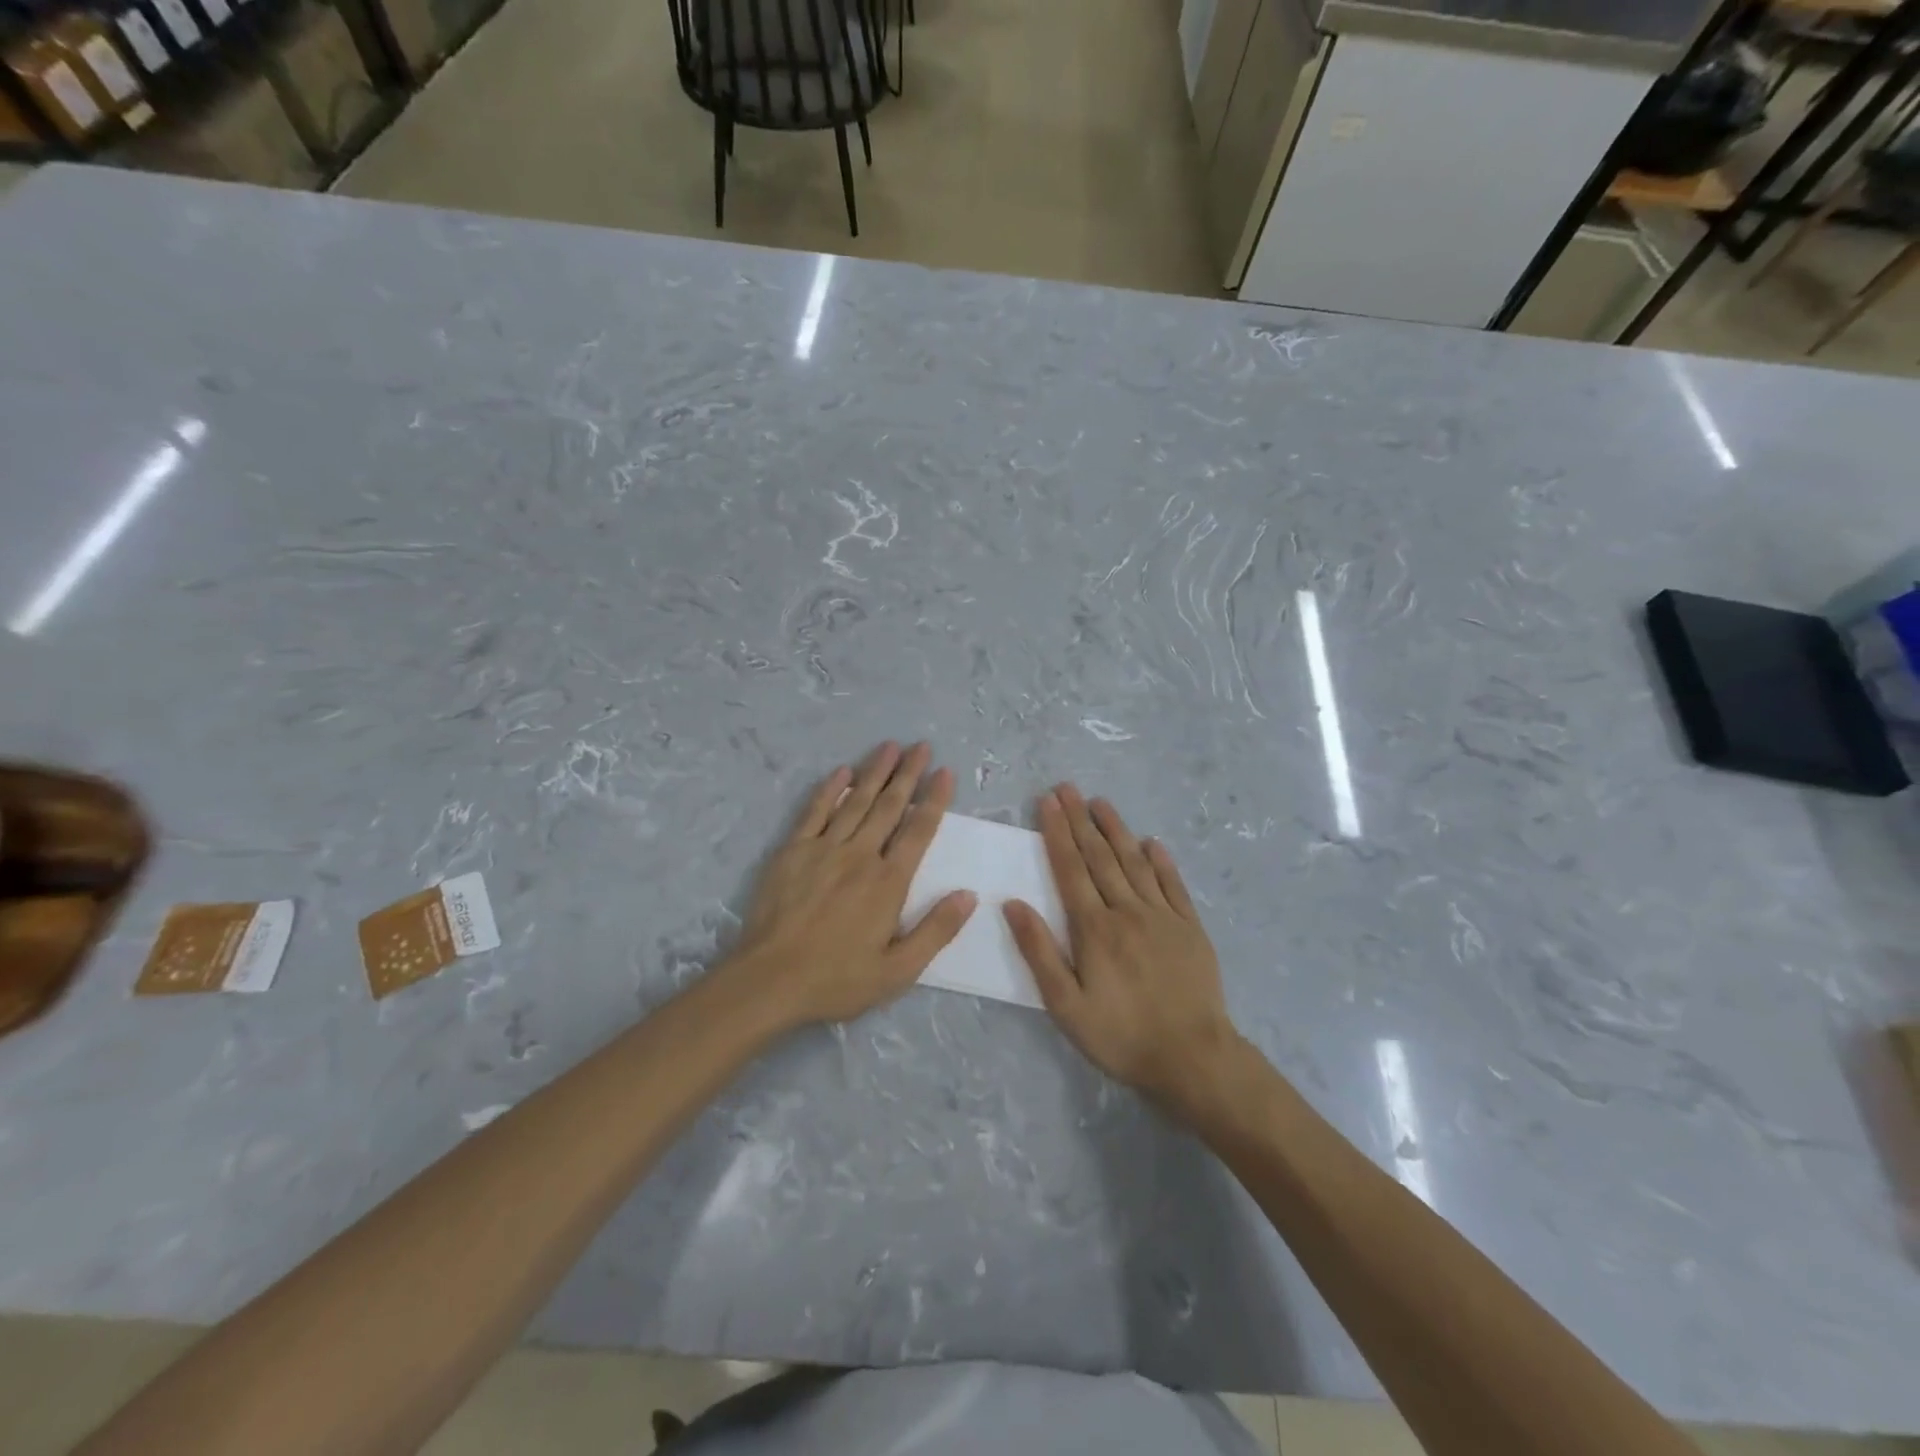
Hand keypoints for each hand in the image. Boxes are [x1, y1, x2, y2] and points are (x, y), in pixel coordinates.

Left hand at [728, 742, 975, 1027]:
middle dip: (908, 773)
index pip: (919, 831)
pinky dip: (830, 790)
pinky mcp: (793, 851)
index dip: (934, 799)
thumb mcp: (898, 970)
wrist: (769, 980)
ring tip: (890, 746)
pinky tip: (841, 772)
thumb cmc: (837, 979)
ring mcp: (824, 849)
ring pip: (856, 801)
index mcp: (889, 882)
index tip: (945, 772)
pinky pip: (814, 812)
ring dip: (875, 772)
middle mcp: (860, 856)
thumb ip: (936, 930)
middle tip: (921, 745)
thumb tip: (969, 895)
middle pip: (889, 806)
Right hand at [1004, 785, 1236, 1113]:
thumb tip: (1013, 903)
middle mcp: (1127, 911)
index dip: (1057, 833)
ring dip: (1116, 830)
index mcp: (1094, 928)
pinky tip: (1152, 842)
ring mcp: (1162, 916)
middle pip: (1099, 856)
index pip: (1070, 869)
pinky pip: (1173, 884)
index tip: (1047, 802)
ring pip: (1135, 862)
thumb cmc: (1121, 1036)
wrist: (1193, 1058)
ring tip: (1101, 802)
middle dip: (1080, 820)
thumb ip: (1039, 951)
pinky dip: (1161, 860)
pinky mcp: (1190, 927)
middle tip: (1067, 788)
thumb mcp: (1066, 1005)